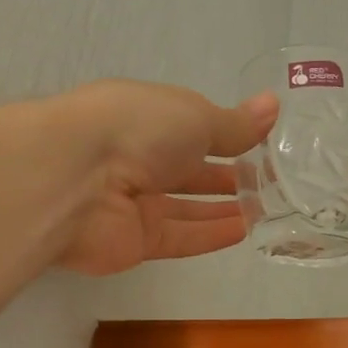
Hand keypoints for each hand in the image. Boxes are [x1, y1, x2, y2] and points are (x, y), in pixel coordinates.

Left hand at [52, 80, 276, 276]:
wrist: (73, 179)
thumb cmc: (138, 129)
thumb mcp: (197, 116)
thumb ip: (235, 123)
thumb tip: (273, 105)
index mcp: (149, 116)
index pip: (193, 126)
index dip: (228, 135)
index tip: (264, 145)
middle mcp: (139, 157)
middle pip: (189, 170)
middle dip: (227, 175)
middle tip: (272, 183)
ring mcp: (134, 202)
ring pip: (186, 207)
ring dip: (223, 208)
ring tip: (266, 209)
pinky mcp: (134, 242)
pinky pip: (179, 238)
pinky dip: (210, 234)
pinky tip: (243, 231)